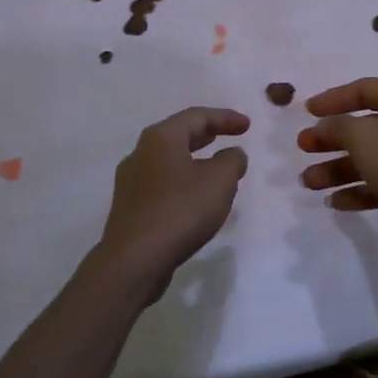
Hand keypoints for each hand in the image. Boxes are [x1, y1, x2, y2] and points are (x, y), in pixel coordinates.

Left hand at [98, 107, 249, 300]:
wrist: (134, 261)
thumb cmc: (180, 210)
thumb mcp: (219, 181)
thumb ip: (231, 161)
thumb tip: (232, 154)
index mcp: (160, 138)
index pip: (196, 116)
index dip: (225, 118)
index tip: (247, 125)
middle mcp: (140, 152)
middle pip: (179, 134)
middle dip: (207, 134)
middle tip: (229, 136)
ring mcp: (131, 181)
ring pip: (169, 160)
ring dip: (195, 159)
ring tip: (216, 167)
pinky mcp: (130, 207)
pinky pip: (162, 183)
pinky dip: (182, 180)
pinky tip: (195, 197)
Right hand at [297, 79, 377, 256]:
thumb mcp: (362, 135)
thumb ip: (337, 126)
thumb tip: (324, 125)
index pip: (363, 89)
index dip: (333, 98)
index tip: (306, 111)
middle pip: (364, 126)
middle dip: (331, 138)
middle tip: (303, 147)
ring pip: (370, 158)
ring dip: (337, 169)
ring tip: (308, 182)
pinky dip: (358, 191)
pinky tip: (334, 202)